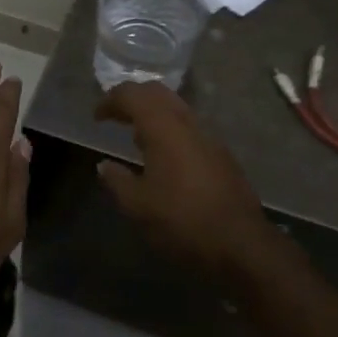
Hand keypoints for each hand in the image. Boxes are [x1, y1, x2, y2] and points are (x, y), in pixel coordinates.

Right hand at [94, 82, 280, 285]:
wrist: (241, 244)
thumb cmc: (182, 220)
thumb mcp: (138, 206)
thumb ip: (117, 180)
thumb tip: (104, 165)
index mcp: (163, 126)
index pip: (132, 95)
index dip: (110, 100)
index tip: (97, 117)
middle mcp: (186, 122)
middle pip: (157, 93)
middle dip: (133, 98)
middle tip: (115, 116)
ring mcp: (208, 136)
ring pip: (176, 108)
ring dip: (153, 113)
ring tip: (136, 136)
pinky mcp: (221, 154)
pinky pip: (189, 127)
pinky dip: (170, 129)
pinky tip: (164, 157)